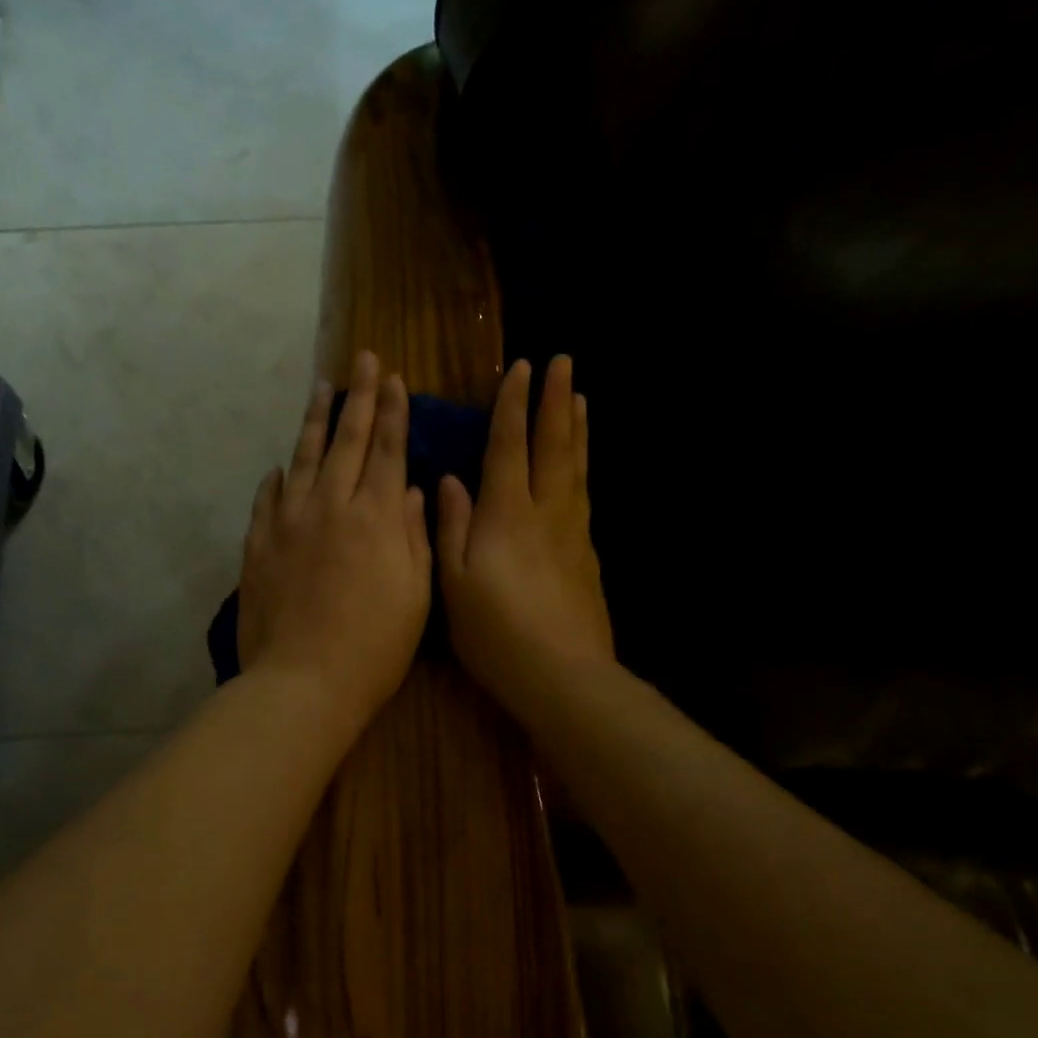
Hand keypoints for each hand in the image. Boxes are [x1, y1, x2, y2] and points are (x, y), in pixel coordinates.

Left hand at [238, 351, 431, 737]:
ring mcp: (289, 522)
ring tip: (321, 389)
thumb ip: (415, 535)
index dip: (393, 412)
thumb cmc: (374, 647)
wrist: (303, 681)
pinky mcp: (258, 544)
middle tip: (362, 360)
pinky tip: (279, 466)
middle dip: (359, 397)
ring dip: (314, 420)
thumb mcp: (416, 594)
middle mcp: (331, 506)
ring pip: (303, 458)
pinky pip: (267, 499)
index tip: (394, 379)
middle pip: (347, 441)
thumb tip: (414, 490)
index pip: (388, 450)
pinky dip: (276, 477)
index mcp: (377, 518)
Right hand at [438, 355, 613, 716]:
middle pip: (553, 446)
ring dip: (576, 429)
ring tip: (580, 398)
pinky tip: (581, 467)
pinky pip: (585, 496)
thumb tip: (449, 481)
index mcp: (506, 515)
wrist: (562, 675)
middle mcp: (545, 513)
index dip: (513, 407)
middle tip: (564, 362)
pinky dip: (583, 468)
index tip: (522, 367)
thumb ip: (451, 527)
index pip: (509, 447)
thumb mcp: (455, 582)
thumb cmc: (496, 632)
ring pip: (576, 468)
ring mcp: (573, 533)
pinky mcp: (588, 556)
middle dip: (555, 401)